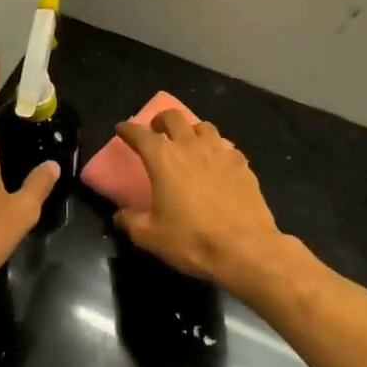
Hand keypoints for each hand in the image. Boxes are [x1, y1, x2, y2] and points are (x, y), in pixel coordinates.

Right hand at [114, 110, 292, 292]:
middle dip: (161, 120)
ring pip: (203, 126)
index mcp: (164, 158)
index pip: (140, 134)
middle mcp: (191, 146)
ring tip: (189, 143)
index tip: (122, 129)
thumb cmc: (192, 240)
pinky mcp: (242, 164)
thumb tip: (120, 215)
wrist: (246, 249)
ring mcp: (220, 152)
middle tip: (157, 131)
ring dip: (191, 130)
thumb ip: (130, 221)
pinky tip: (217, 164)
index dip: (128, 129)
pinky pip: (226, 147)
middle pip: (174, 117)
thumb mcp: (151, 237)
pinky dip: (217, 150)